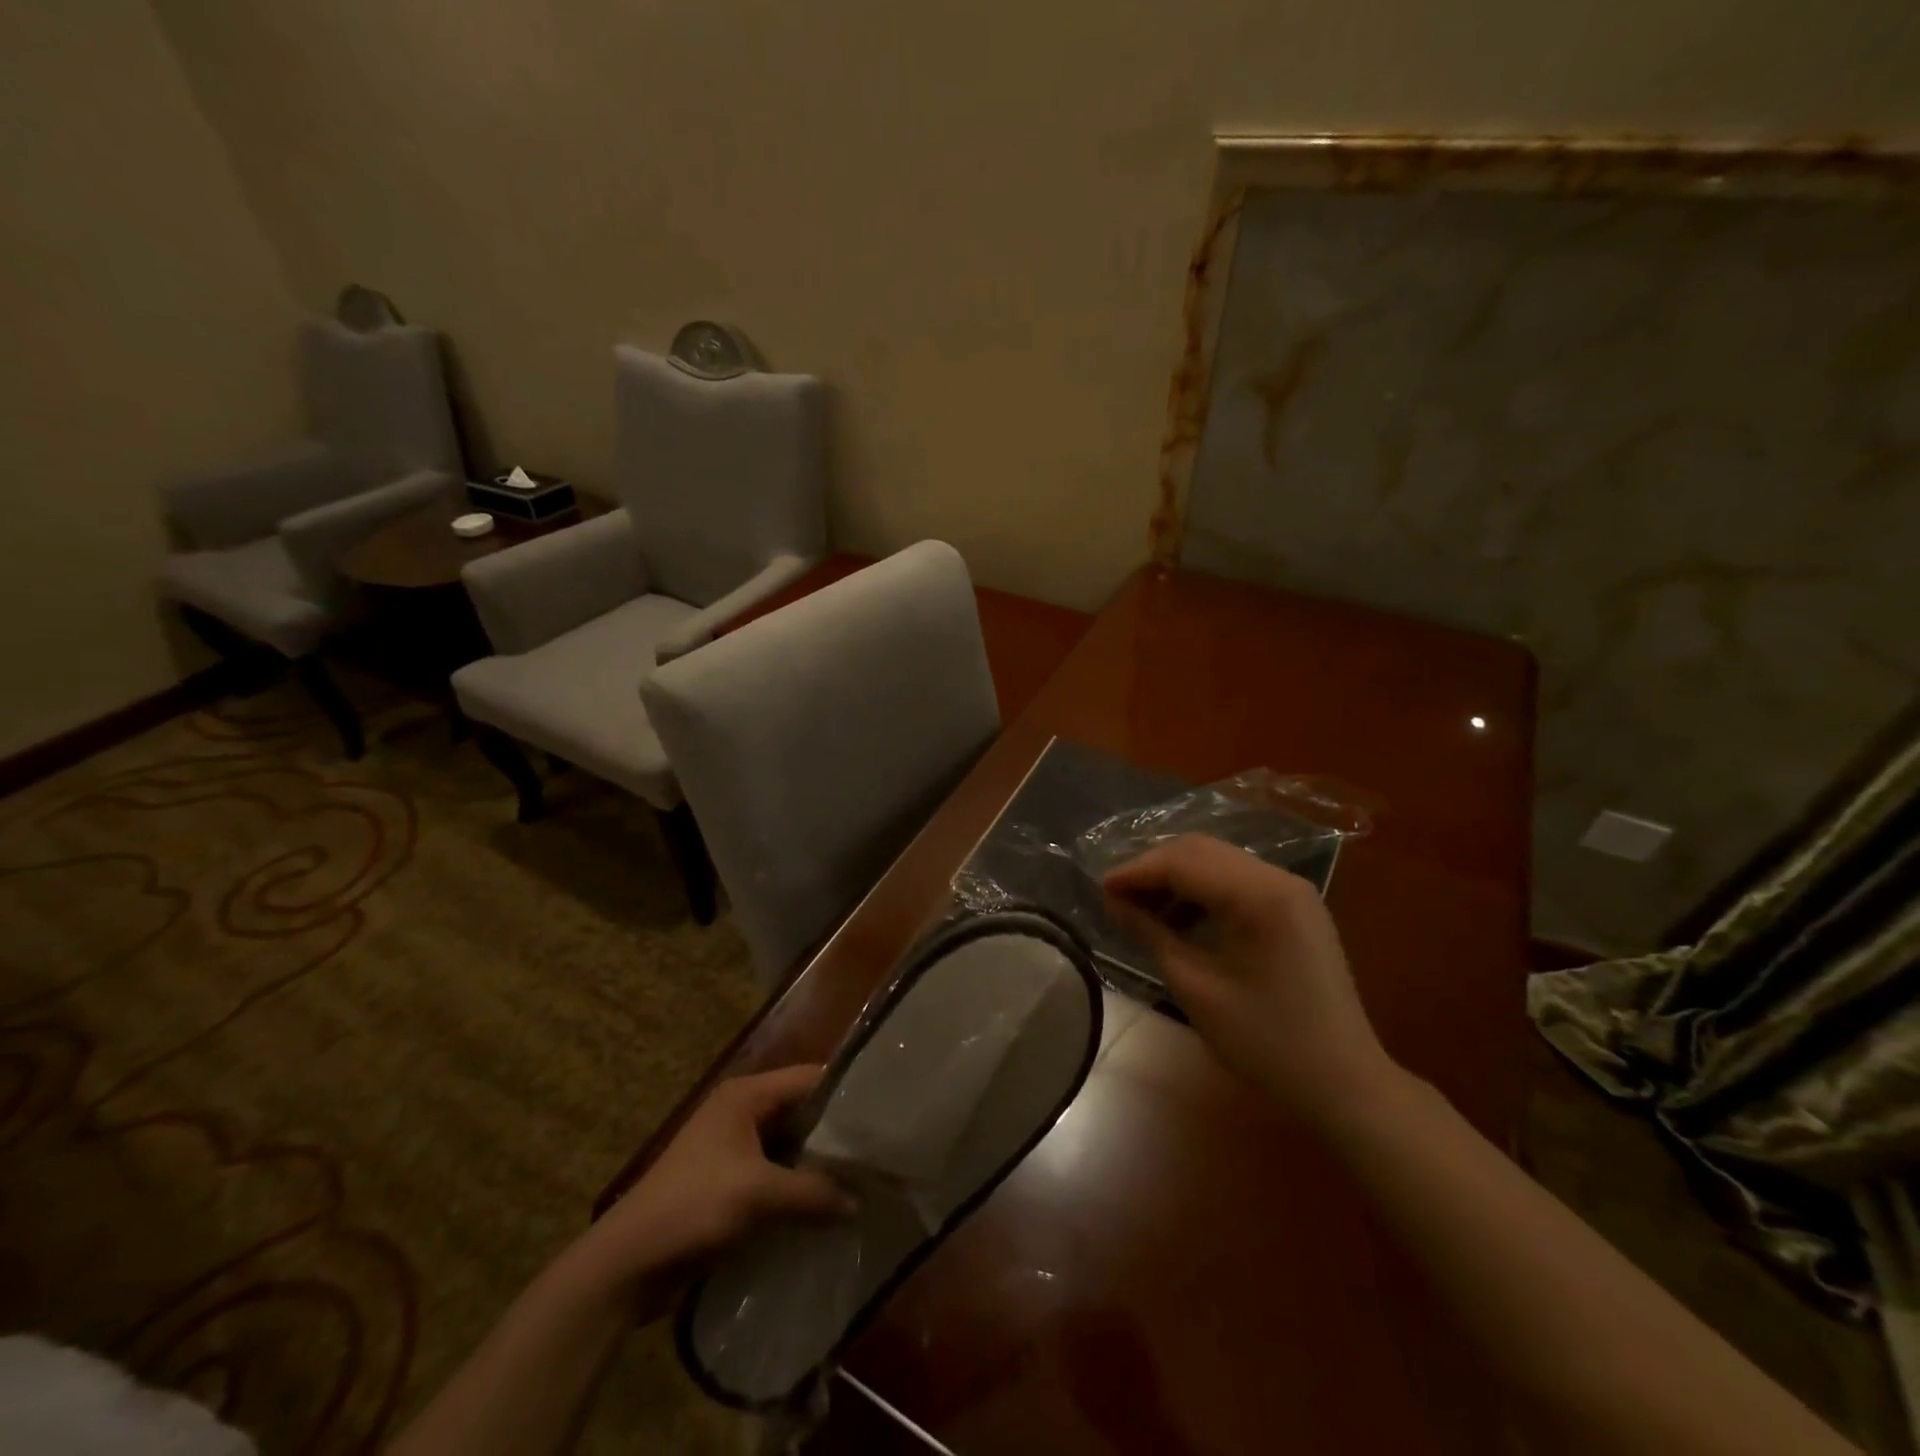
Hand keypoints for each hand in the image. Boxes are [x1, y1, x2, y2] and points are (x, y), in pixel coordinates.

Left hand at [574, 1065, 854, 1298]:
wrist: (625, 1265)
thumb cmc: (692, 1208)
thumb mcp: (758, 1195)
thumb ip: (813, 1192)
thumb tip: (859, 1203)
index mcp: (746, 1096)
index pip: (809, 1078)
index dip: (845, 1091)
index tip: (883, 1110)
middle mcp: (741, 1112)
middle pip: (801, 1111)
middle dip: (836, 1132)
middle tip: (879, 1150)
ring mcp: (733, 1148)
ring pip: (790, 1145)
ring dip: (817, 1163)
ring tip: (863, 1179)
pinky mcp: (728, 1182)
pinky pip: (775, 1173)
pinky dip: (798, 1185)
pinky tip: (826, 1206)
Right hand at [1103, 835, 1400, 1126]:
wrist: (1345, 1082)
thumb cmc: (1266, 1041)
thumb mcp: (1196, 987)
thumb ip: (1149, 934)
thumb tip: (1112, 902)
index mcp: (1258, 895)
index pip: (1183, 862)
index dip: (1136, 871)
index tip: (1099, 889)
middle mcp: (1278, 878)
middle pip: (1200, 851)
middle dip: (1153, 869)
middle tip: (1116, 897)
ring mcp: (1292, 890)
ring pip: (1218, 863)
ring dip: (1176, 879)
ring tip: (1142, 911)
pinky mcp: (1296, 907)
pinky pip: (1238, 882)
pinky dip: (1203, 892)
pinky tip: (1180, 921)